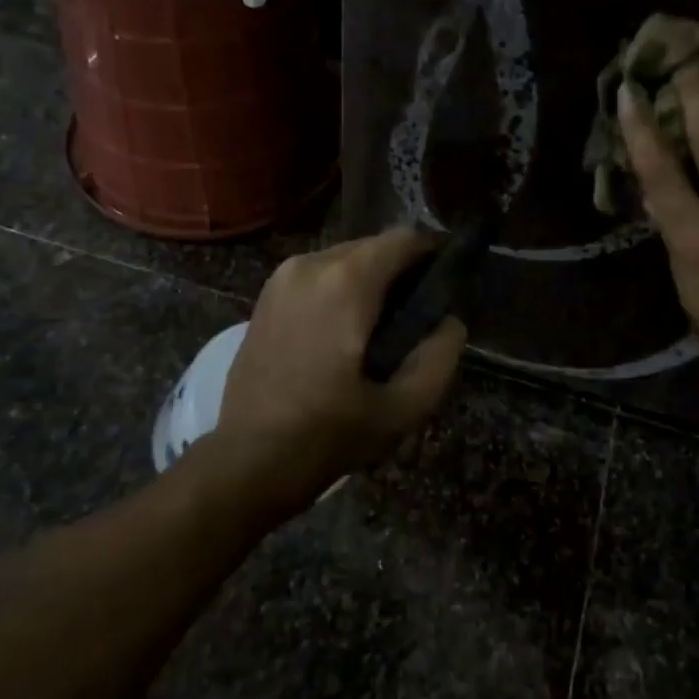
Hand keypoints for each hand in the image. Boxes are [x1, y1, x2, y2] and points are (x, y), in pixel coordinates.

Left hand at [218, 228, 466, 491]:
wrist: (248, 459)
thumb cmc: (329, 434)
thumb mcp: (404, 408)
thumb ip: (440, 355)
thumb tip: (450, 321)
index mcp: (346, 282)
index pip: (405, 239)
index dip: (433, 256)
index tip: (446, 287)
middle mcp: (311, 264)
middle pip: (374, 247)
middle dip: (401, 273)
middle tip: (415, 318)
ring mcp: (281, 277)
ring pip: (344, 259)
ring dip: (370, 282)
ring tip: (379, 329)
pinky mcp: (265, 295)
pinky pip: (317, 276)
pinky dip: (339, 290)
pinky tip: (343, 333)